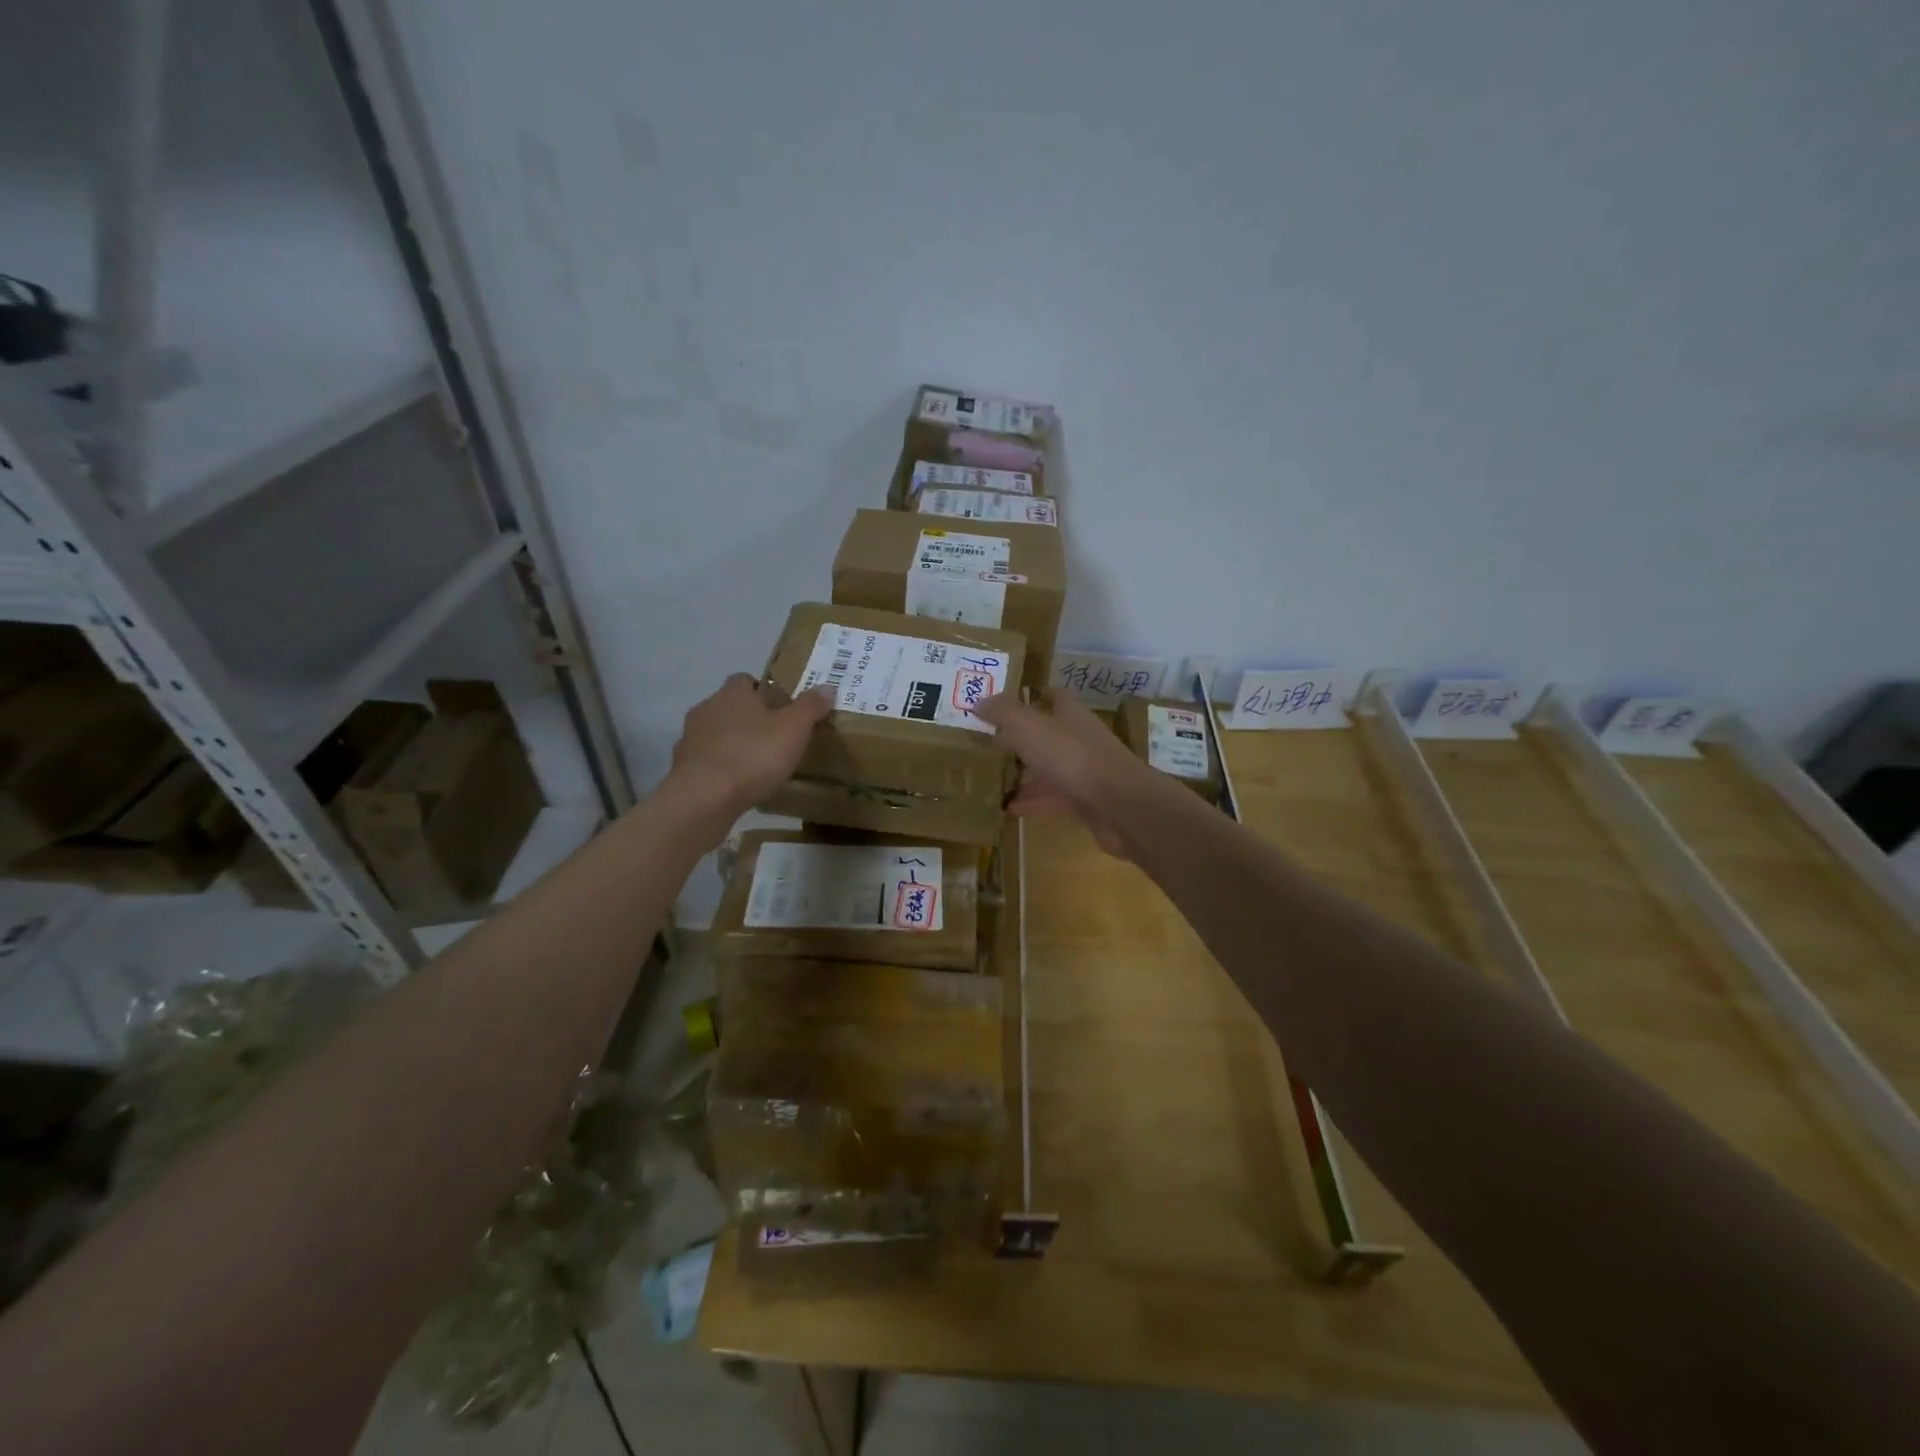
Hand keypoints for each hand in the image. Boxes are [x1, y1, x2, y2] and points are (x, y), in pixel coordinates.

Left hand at [667, 674, 833, 821]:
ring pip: (715, 733)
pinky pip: (706, 760)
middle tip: (773, 736)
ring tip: (755, 763)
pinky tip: (736, 783)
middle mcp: (707, 708)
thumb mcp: (793, 729)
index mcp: (733, 694)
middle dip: (748, 717)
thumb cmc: (753, 755)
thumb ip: (810, 707)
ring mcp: (690, 738)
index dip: (763, 690)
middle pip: (729, 706)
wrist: (704, 798)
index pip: (745, 680)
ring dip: (732, 742)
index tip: (781, 707)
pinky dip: (719, 767)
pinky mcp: (683, 767)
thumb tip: (827, 687)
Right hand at [973, 691, 1160, 858]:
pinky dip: (1032, 801)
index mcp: (1069, 713)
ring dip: (1023, 775)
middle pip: (1045, 735)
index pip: (1049, 697)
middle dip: (1018, 741)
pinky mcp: (1085, 800)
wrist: (1120, 805)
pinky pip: (1052, 798)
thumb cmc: (1073, 757)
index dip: (1026, 700)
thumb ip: (1003, 713)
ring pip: (1048, 768)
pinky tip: (1008, 808)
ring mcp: (1084, 770)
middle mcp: (1078, 738)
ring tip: (990, 781)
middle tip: (985, 748)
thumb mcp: (1029, 728)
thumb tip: (979, 701)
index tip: (997, 709)